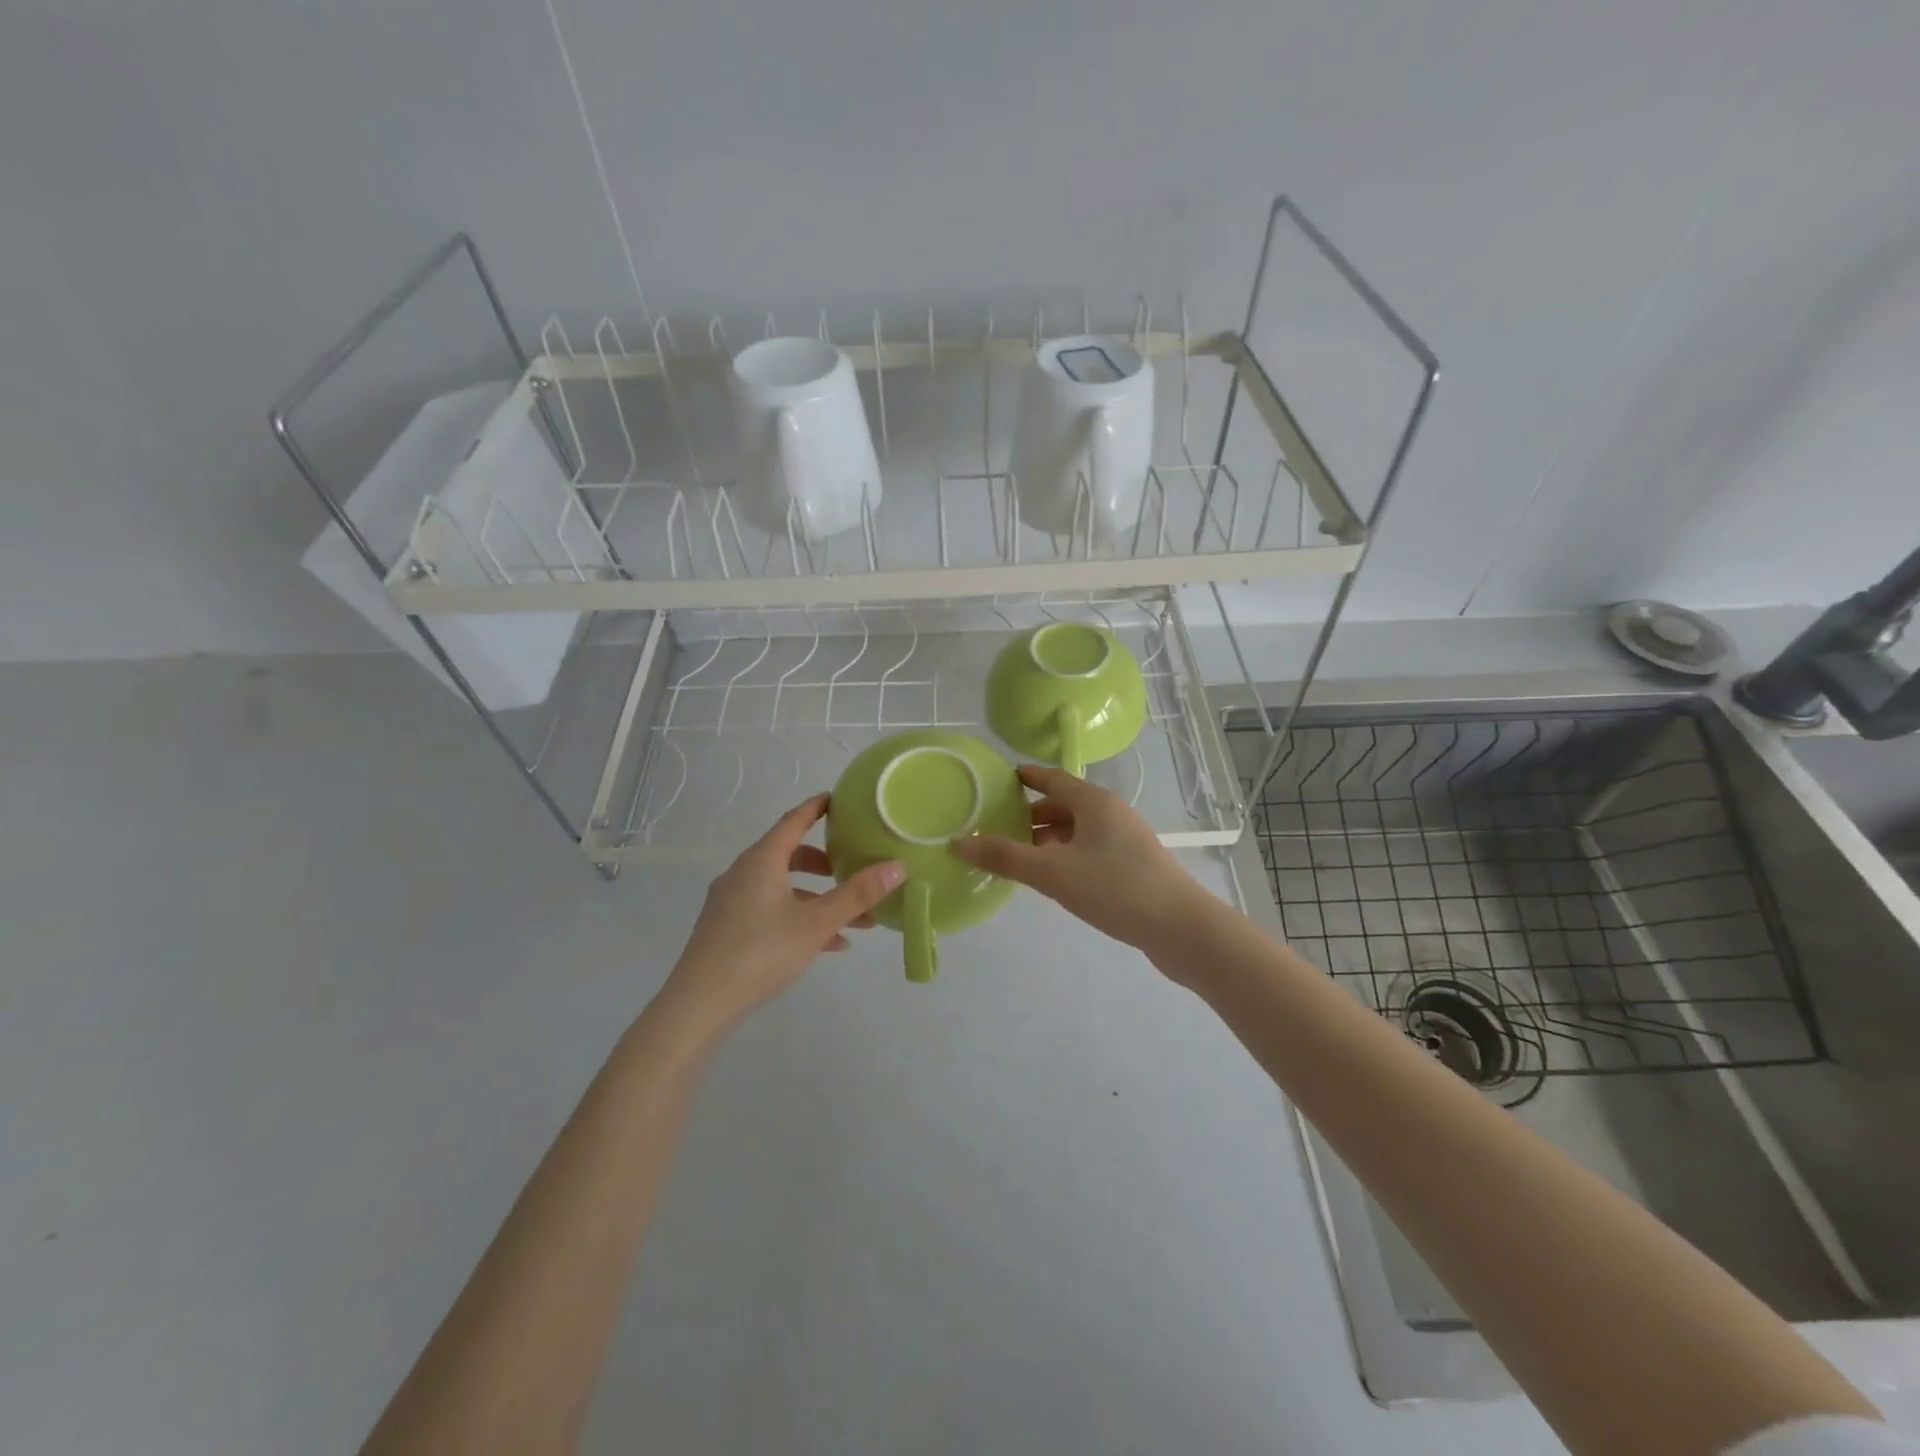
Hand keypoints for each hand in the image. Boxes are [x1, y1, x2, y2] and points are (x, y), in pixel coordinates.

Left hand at [662, 795, 902, 1034]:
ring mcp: (731, 901)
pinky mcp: (726, 928)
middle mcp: (743, 872)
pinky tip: (827, 946)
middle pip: (788, 854)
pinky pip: (769, 910)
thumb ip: (857, 895)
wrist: (700, 1003)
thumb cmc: (761, 952)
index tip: (839, 800)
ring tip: (852, 920)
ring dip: (816, 897)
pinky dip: (798, 917)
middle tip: (851, 868)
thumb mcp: (817, 923)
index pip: (794, 820)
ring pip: (782, 887)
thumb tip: (898, 866)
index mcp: (762, 860)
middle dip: (823, 862)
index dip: (818, 808)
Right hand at [952, 765, 1208, 958]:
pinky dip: (1065, 857)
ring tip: (1016, 857)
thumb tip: (959, 842)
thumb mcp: (1052, 873)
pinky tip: (1052, 879)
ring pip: (1076, 831)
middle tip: (995, 827)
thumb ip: (1005, 857)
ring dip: (1047, 840)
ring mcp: (1125, 840)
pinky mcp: (1132, 867)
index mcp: (1094, 802)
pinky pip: (1088, 851)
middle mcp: (1110, 813)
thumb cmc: (1114, 888)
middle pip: (1063, 805)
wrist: (1181, 929)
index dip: (1024, 777)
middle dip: (1030, 815)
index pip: (1051, 778)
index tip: (998, 779)